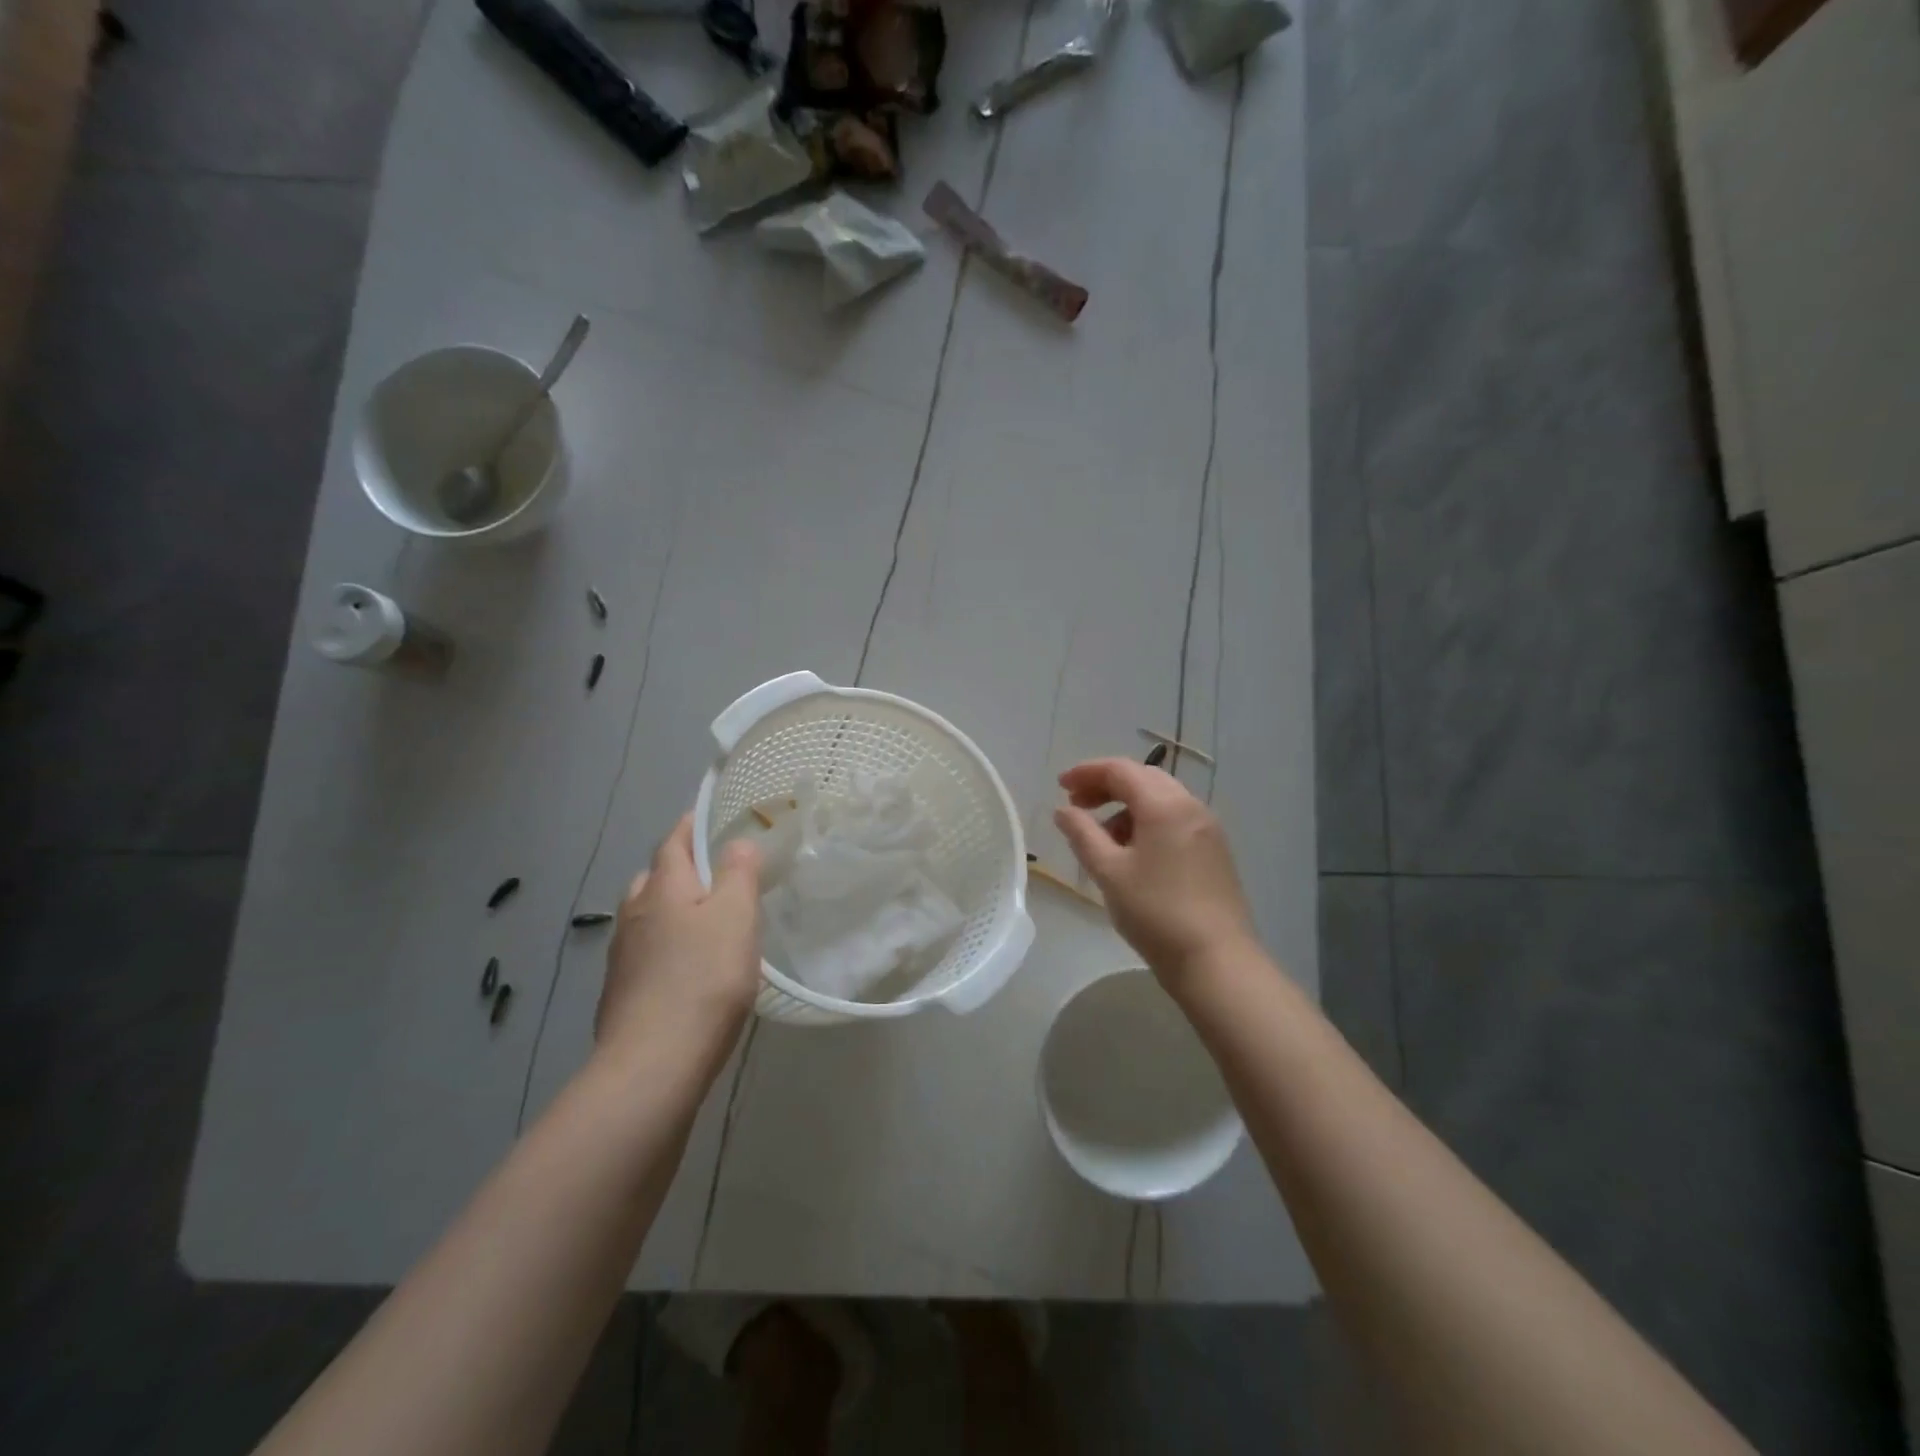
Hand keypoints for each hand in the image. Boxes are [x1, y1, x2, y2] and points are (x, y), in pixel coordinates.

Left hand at [595, 815, 762, 1067]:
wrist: (653, 1063)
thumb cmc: (704, 979)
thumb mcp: (736, 916)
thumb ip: (738, 873)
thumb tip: (737, 842)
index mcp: (663, 888)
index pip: (674, 842)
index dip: (691, 826)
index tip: (709, 818)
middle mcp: (635, 913)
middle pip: (655, 878)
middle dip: (681, 870)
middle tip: (716, 877)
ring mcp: (622, 956)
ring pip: (648, 917)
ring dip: (671, 911)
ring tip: (704, 924)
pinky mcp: (620, 993)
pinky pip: (645, 953)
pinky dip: (665, 948)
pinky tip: (685, 971)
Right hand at [1054, 759, 1256, 988]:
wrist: (1215, 959)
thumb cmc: (1155, 912)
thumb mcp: (1109, 872)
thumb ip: (1082, 834)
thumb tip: (1063, 811)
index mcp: (1164, 805)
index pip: (1120, 770)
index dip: (1087, 772)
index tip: (1060, 786)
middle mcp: (1190, 806)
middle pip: (1143, 778)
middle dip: (1107, 786)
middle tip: (1077, 805)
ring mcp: (1208, 828)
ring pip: (1160, 799)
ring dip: (1127, 806)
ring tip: (1102, 837)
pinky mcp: (1214, 850)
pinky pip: (1175, 819)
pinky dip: (1148, 822)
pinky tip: (1133, 853)